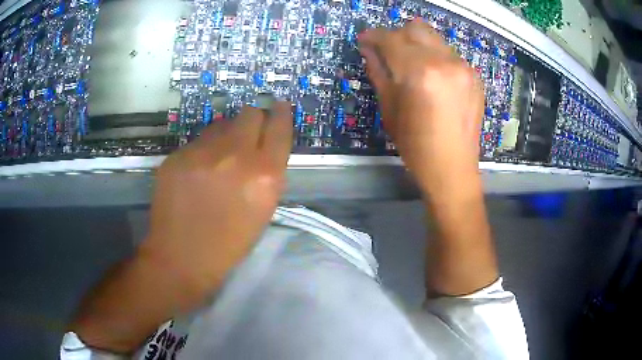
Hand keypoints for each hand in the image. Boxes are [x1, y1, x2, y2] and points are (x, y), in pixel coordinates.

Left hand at [143, 102, 292, 294]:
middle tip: (246, 136)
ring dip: (226, 135)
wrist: (182, 258)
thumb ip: (269, 172)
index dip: (281, 114)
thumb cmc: (230, 242)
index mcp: (264, 174)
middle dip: (252, 121)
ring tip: (218, 158)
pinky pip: (197, 141)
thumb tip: (263, 144)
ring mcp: (201, 153)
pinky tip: (196, 172)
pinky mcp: (177, 155)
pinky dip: (202, 151)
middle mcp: (235, 155)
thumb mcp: (263, 209)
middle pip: (250, 113)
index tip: (279, 107)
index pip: (279, 127)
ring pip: (221, 123)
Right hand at [360, 21, 496, 296]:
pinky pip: (449, 54)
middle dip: (398, 35)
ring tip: (411, 65)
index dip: (374, 36)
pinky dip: (435, 57)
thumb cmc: (416, 146)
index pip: (391, 38)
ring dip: (418, 44)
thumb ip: (378, 71)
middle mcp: (444, 61)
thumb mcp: (389, 108)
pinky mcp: (474, 76)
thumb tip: (369, 49)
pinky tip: (433, 78)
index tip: (365, 40)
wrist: (453, 169)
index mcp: (419, 72)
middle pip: (416, 28)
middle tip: (389, 51)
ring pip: (434, 38)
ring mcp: (463, 67)